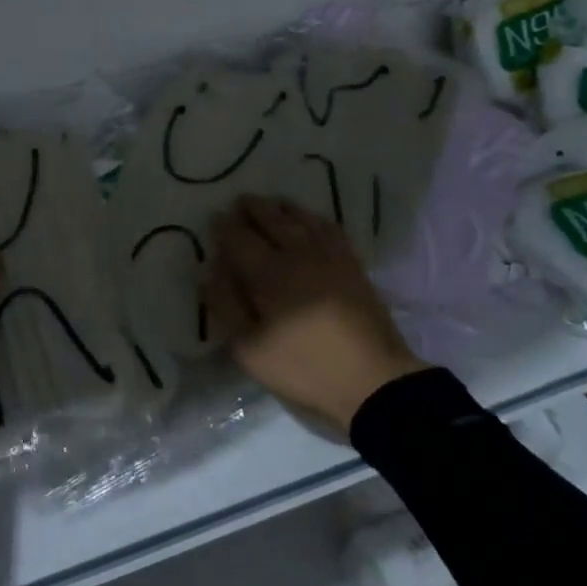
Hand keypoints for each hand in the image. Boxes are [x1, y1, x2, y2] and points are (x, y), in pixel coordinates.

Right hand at [203, 196, 424, 432]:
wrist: (374, 382)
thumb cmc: (305, 369)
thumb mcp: (250, 350)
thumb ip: (227, 306)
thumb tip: (211, 271)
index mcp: (267, 272)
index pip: (238, 237)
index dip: (223, 226)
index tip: (215, 218)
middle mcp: (296, 253)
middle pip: (270, 218)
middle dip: (252, 208)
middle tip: (240, 203)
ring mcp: (329, 255)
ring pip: (301, 217)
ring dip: (281, 208)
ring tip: (271, 205)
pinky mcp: (352, 264)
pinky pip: (330, 228)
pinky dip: (314, 218)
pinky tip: (310, 221)